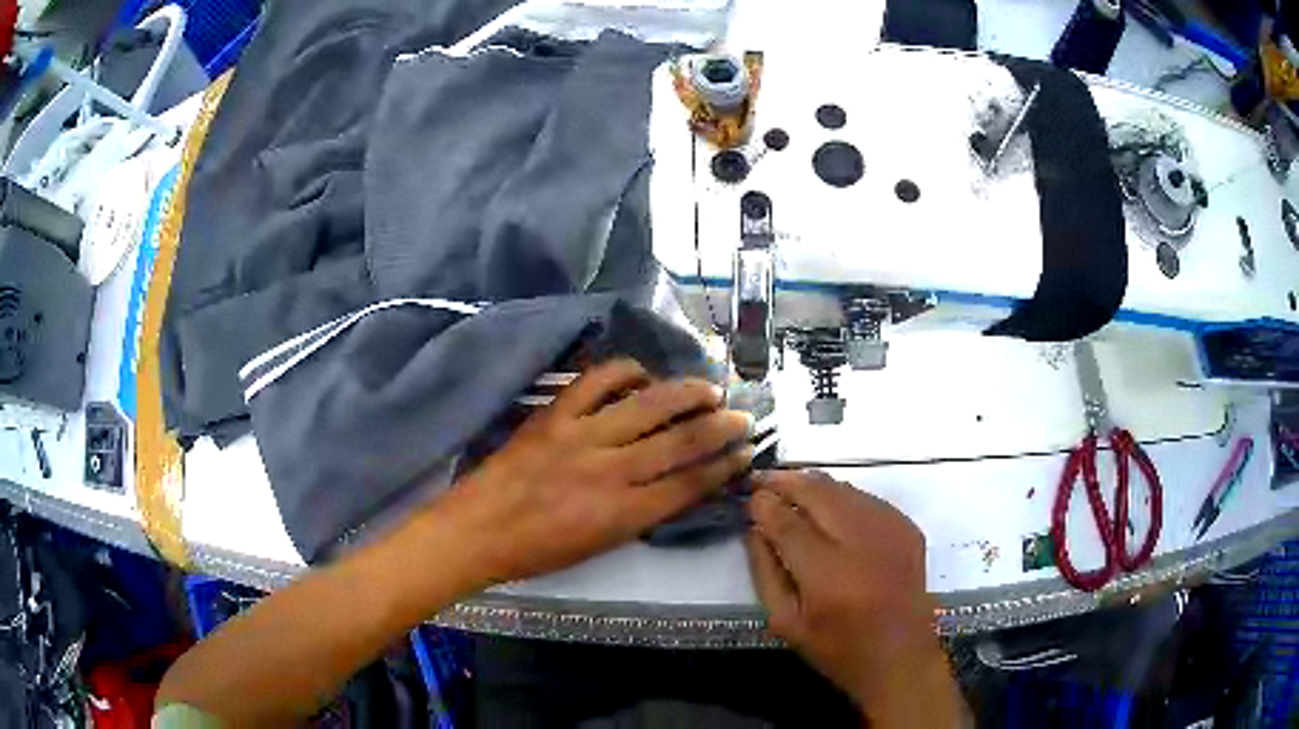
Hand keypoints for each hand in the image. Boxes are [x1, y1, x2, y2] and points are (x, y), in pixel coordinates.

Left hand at [442, 359, 752, 586]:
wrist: (477, 529)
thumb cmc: (537, 551)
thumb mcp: (599, 546)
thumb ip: (640, 514)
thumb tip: (674, 484)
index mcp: (623, 514)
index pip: (689, 485)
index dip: (724, 467)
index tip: (745, 453)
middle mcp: (610, 471)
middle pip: (680, 442)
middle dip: (720, 427)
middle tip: (743, 417)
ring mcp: (581, 436)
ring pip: (648, 405)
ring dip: (686, 393)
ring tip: (710, 389)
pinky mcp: (555, 414)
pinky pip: (598, 380)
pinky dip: (626, 371)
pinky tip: (643, 374)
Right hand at [746, 471, 964, 725]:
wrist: (901, 657)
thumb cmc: (838, 649)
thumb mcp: (787, 622)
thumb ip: (766, 572)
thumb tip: (755, 528)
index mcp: (828, 575)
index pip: (787, 523)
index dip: (764, 504)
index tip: (748, 496)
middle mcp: (863, 543)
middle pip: (817, 492)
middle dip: (786, 481)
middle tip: (763, 479)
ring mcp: (891, 530)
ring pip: (843, 488)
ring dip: (813, 486)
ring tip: (791, 489)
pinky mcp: (909, 527)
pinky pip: (866, 498)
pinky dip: (841, 497)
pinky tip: (829, 509)